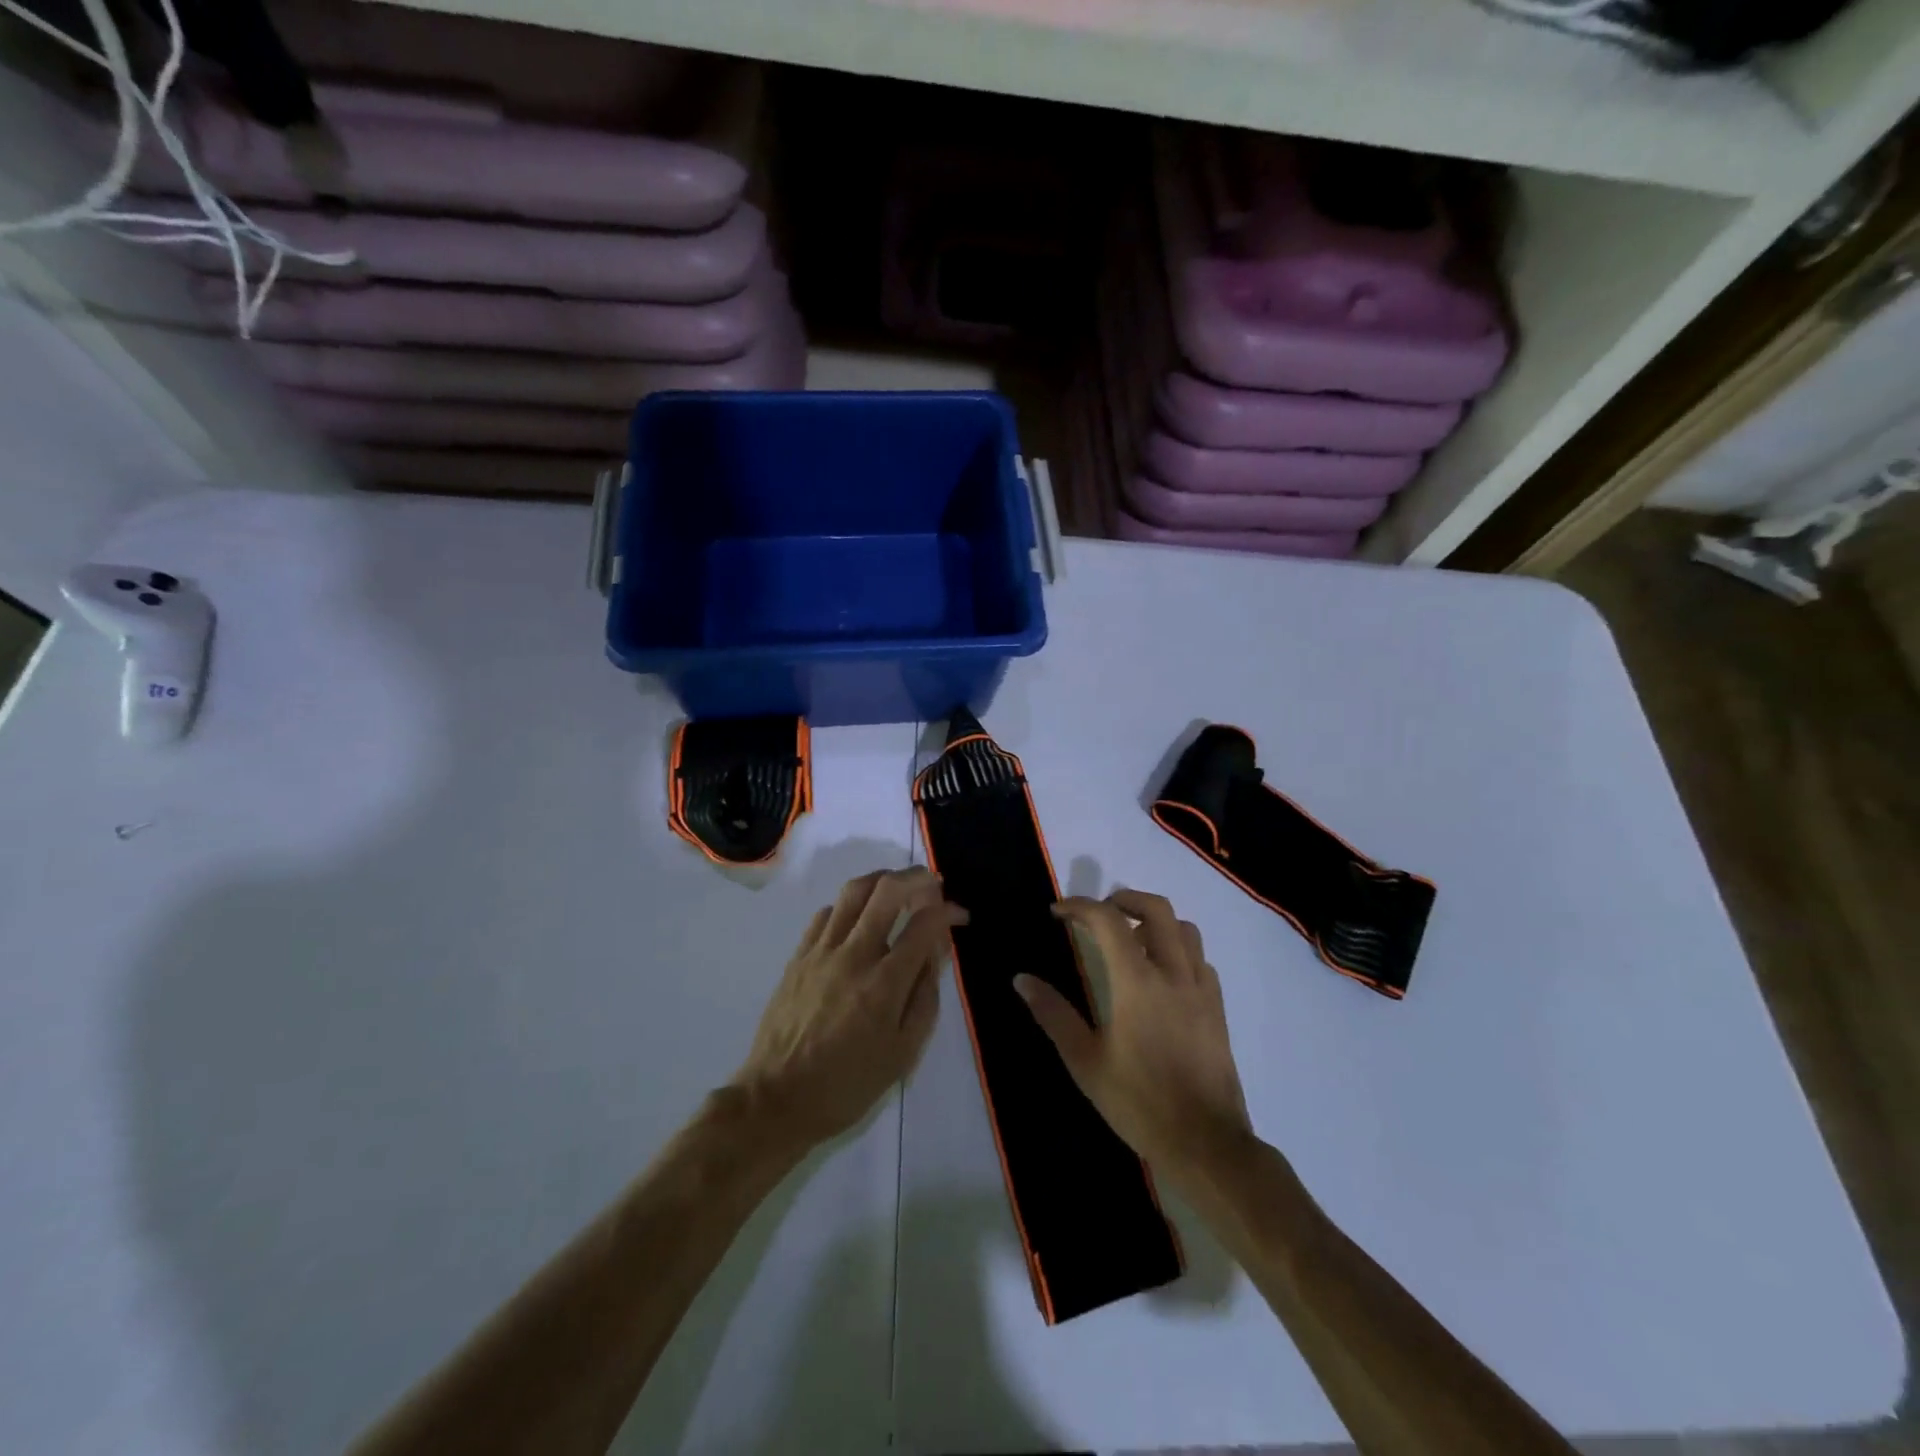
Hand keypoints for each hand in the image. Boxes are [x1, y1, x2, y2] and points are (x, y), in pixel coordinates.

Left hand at [732, 867, 966, 1149]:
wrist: (777, 1099)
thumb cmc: (847, 1084)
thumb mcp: (903, 1053)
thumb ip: (924, 997)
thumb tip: (934, 953)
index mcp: (884, 984)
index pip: (924, 925)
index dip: (947, 911)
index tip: (959, 915)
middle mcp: (853, 955)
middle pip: (887, 891)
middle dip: (917, 878)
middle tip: (933, 884)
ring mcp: (821, 951)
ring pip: (854, 891)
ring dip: (882, 879)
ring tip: (898, 887)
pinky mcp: (798, 955)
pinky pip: (827, 913)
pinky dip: (850, 905)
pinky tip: (858, 919)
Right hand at [1016, 890, 1253, 1181]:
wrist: (1205, 1143)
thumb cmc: (1138, 1102)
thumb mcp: (1085, 1061)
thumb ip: (1054, 1014)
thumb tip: (1021, 979)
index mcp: (1137, 981)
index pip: (1108, 920)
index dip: (1079, 907)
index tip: (1057, 912)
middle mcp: (1173, 973)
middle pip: (1156, 909)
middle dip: (1123, 899)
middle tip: (1097, 913)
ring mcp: (1201, 989)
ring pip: (1185, 929)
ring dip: (1155, 921)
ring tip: (1130, 938)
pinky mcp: (1217, 1008)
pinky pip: (1199, 960)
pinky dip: (1177, 950)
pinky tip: (1161, 975)